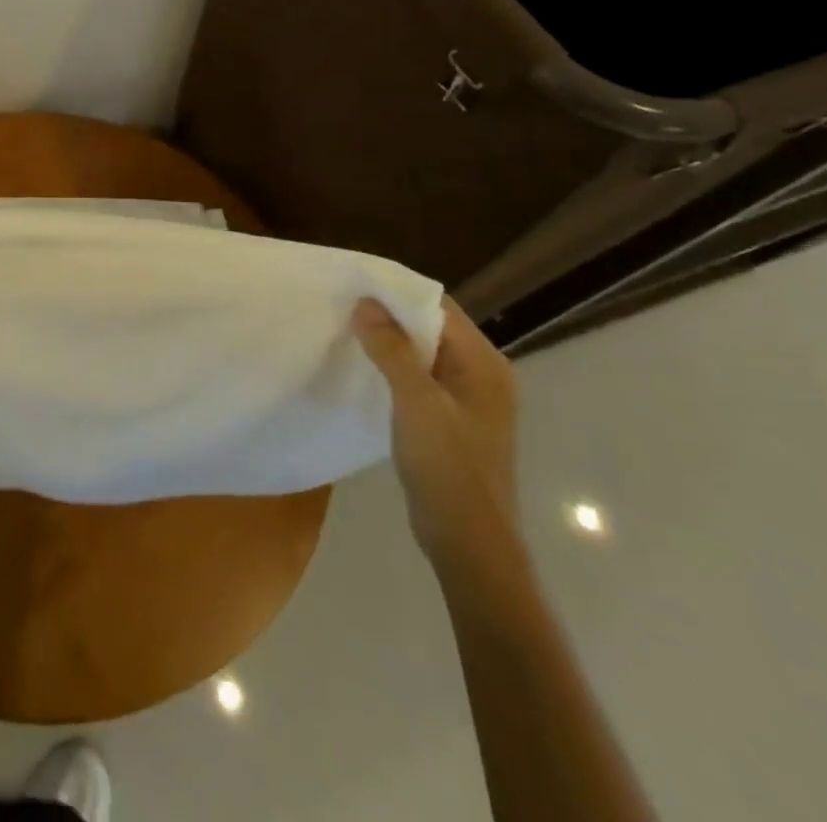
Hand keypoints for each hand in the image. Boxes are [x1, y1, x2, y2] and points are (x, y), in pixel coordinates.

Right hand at [354, 296, 522, 581]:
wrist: (469, 542)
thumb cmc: (448, 466)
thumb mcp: (416, 402)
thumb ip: (392, 350)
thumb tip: (366, 304)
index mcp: (484, 364)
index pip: (439, 307)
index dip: (397, 293)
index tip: (355, 284)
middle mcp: (481, 375)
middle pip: (430, 328)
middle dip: (389, 317)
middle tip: (343, 307)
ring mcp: (467, 400)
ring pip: (422, 354)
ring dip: (389, 344)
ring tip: (346, 332)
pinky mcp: (451, 421)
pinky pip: (420, 379)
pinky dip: (394, 370)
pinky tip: (364, 371)